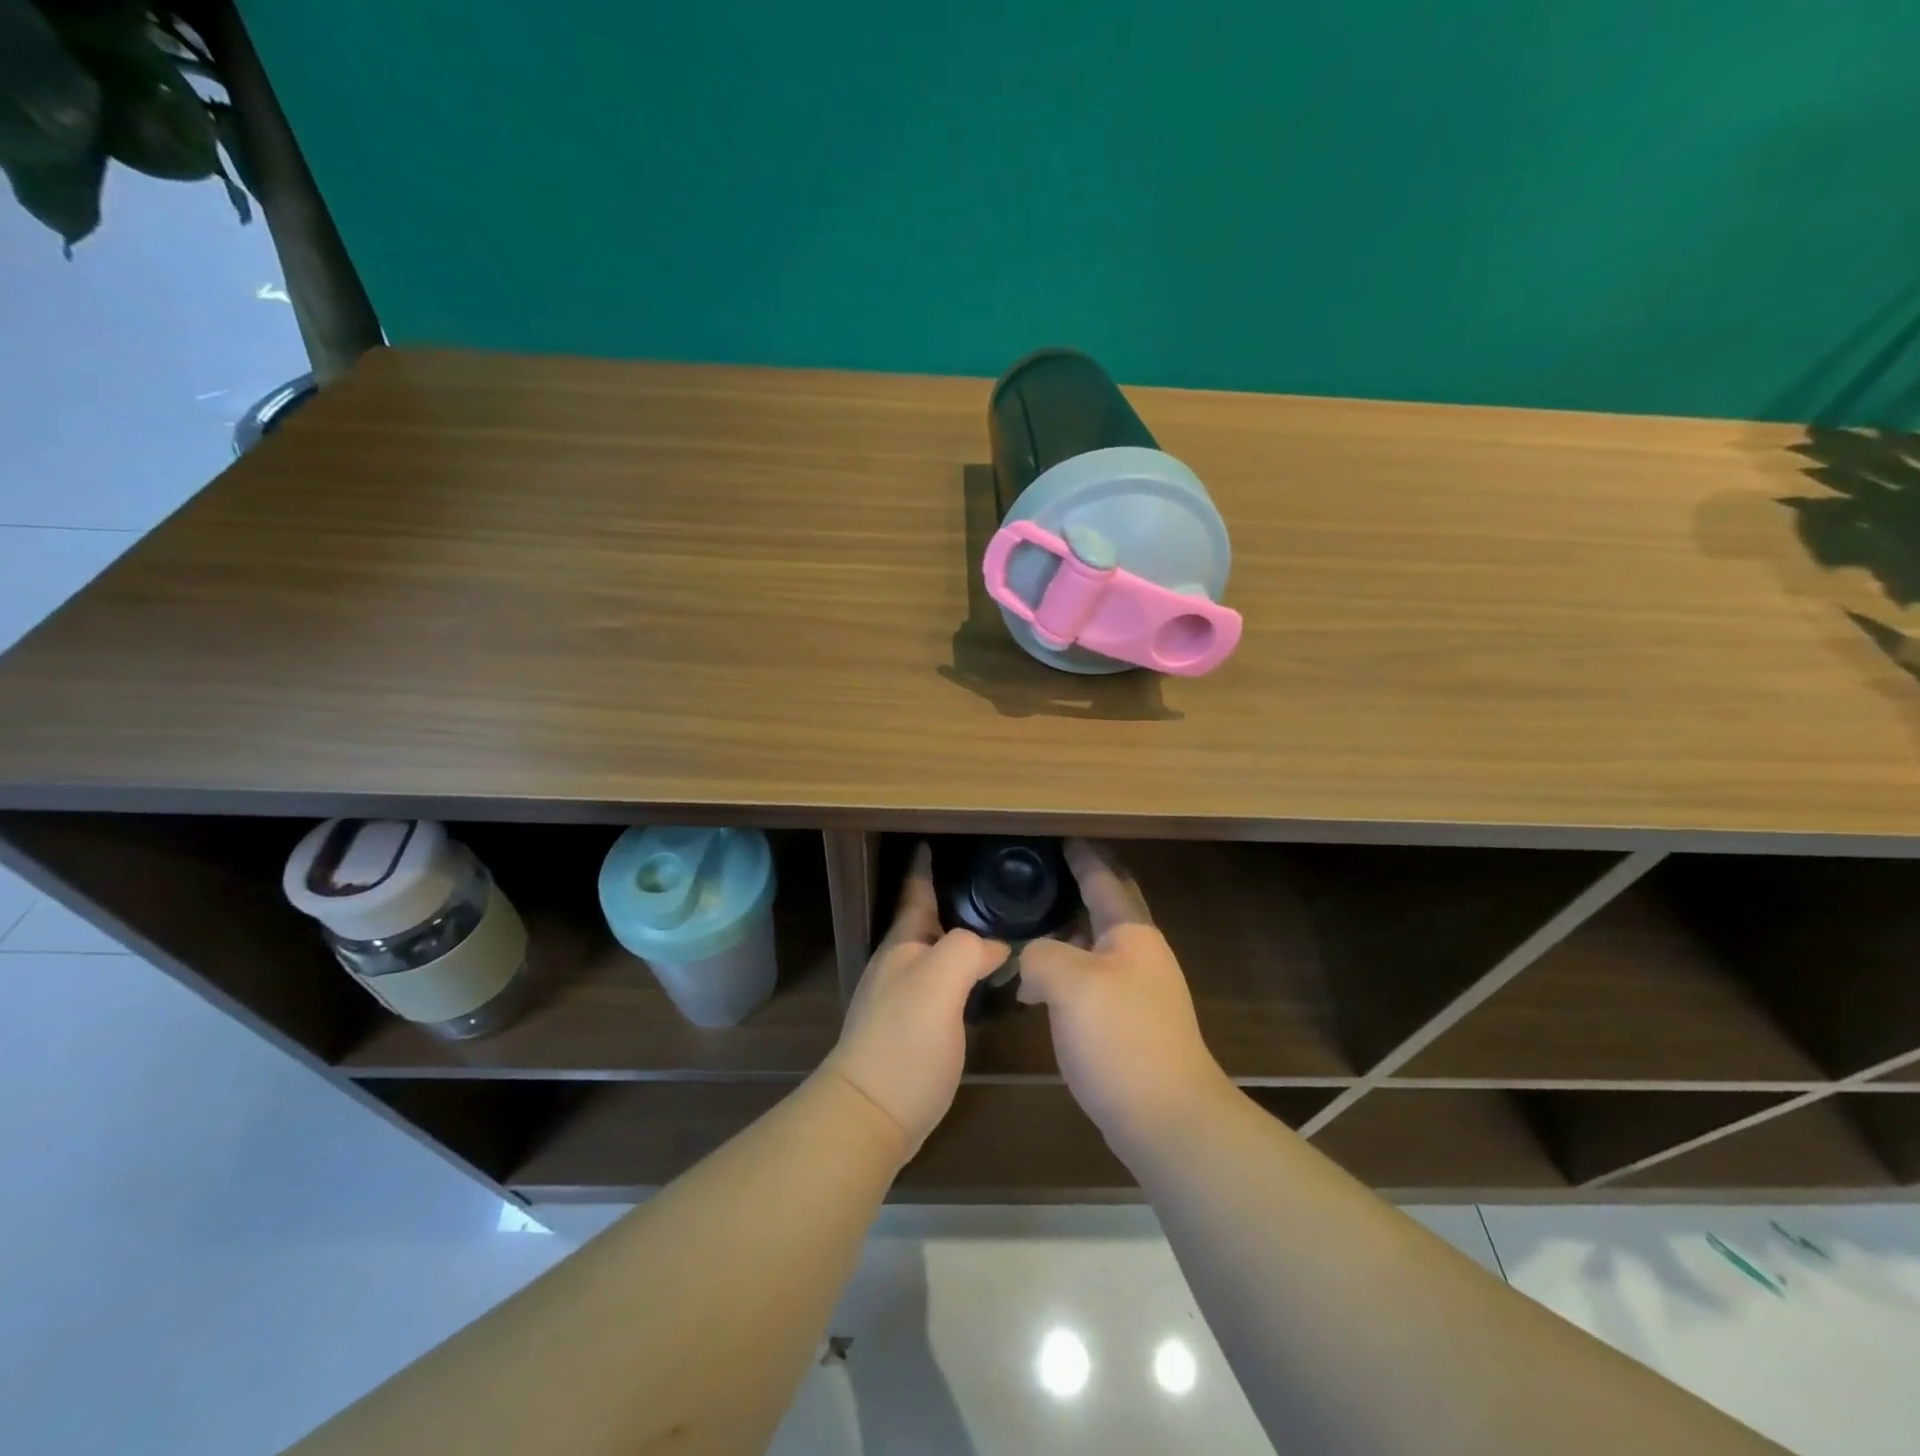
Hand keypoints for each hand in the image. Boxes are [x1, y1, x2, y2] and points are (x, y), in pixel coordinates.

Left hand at [821, 844, 1007, 1159]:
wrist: (871, 1114)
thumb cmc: (904, 1041)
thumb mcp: (940, 983)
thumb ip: (968, 950)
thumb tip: (995, 947)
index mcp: (903, 945)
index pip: (915, 893)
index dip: (926, 867)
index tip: (936, 841)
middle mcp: (899, 965)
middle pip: (927, 922)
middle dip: (950, 900)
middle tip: (989, 886)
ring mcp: (903, 998)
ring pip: (936, 954)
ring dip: (958, 937)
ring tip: (993, 927)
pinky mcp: (913, 1030)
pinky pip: (943, 985)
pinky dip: (963, 973)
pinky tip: (983, 982)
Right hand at [1018, 840, 1233, 1159]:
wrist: (1167, 1119)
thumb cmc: (1121, 1039)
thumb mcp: (1069, 983)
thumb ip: (1040, 954)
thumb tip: (1031, 960)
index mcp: (1132, 933)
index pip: (1104, 879)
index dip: (1081, 855)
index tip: (1059, 834)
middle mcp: (1140, 954)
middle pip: (1106, 907)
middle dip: (1077, 886)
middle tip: (1040, 873)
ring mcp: (1139, 990)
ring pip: (1096, 945)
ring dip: (1067, 931)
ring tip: (1030, 922)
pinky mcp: (1129, 1023)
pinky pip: (1091, 978)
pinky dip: (1066, 968)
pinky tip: (1039, 983)